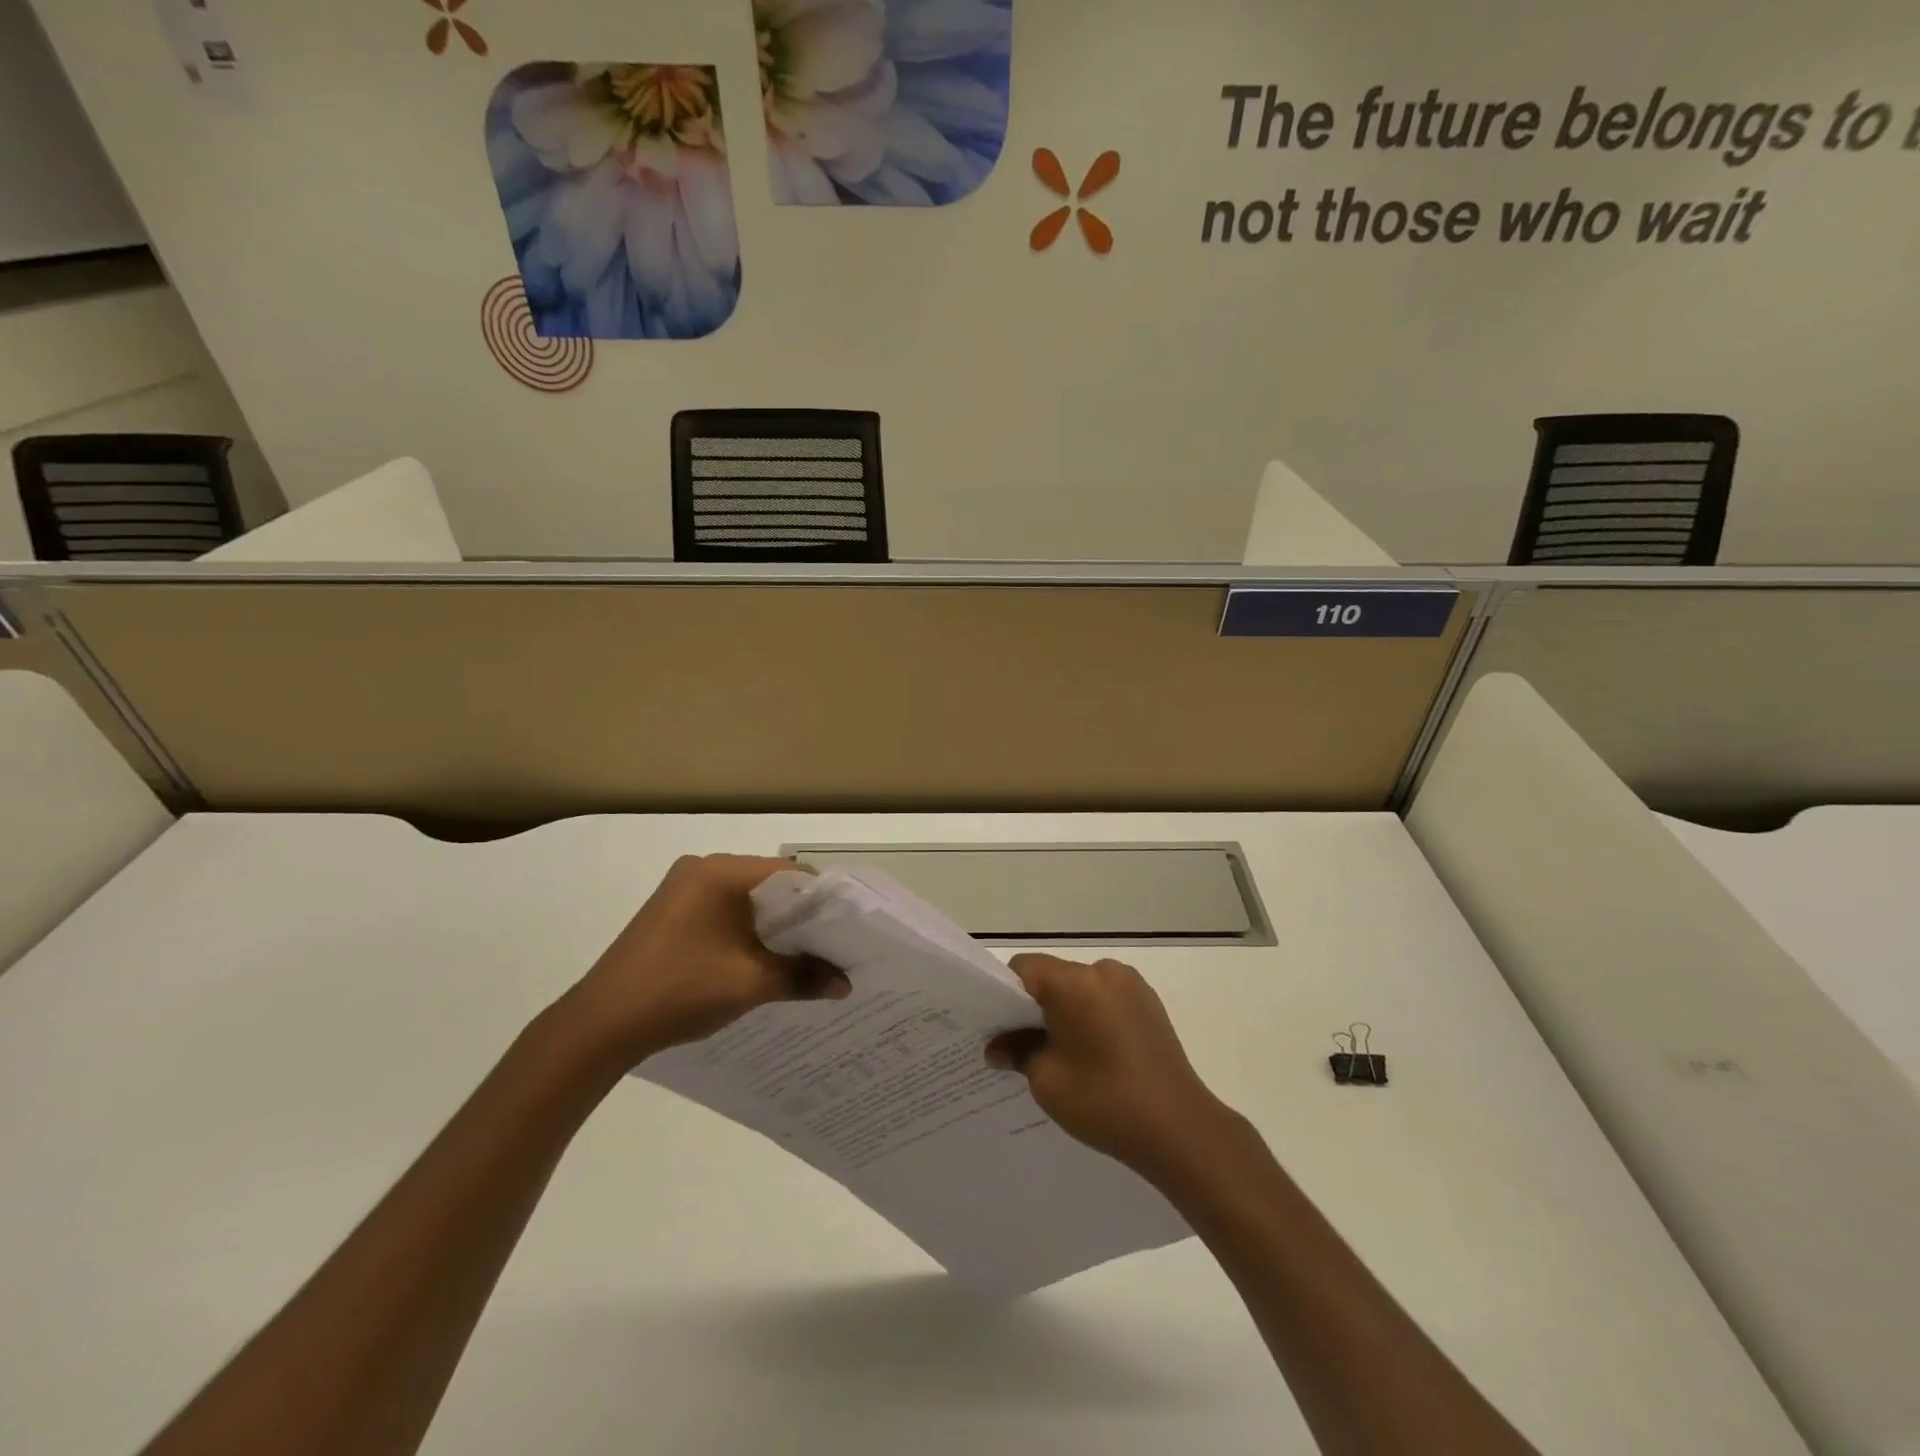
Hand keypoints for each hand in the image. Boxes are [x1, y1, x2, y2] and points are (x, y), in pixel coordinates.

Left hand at [564, 854, 848, 1063]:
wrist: (600, 1025)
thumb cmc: (679, 991)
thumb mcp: (749, 984)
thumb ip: (803, 976)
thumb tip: (846, 983)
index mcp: (720, 872)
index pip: (790, 873)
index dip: (823, 900)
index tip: (848, 928)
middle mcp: (702, 868)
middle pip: (769, 884)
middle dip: (801, 915)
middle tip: (832, 944)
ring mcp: (682, 889)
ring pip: (747, 899)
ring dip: (774, 925)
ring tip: (804, 955)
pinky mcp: (671, 912)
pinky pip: (724, 910)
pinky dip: (748, 930)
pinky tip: (761, 958)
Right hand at [986, 954, 1230, 1180]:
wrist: (1180, 1129)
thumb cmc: (1104, 1101)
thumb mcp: (1047, 1080)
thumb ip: (1018, 1052)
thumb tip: (997, 1047)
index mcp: (1074, 981)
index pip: (1024, 968)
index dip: (1006, 994)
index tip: (1001, 1028)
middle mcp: (1103, 971)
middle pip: (1054, 976)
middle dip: (1036, 1006)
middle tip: (1025, 1047)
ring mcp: (1131, 985)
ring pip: (1081, 988)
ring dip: (1066, 1012)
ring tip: (1065, 1056)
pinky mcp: (1150, 1003)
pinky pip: (1106, 999)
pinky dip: (1092, 1016)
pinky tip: (1096, 1056)